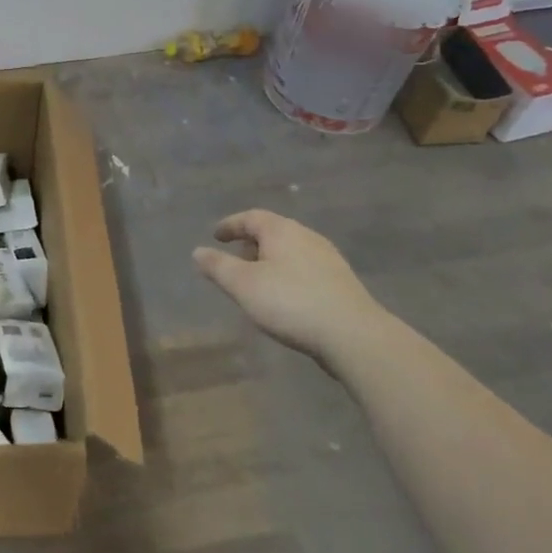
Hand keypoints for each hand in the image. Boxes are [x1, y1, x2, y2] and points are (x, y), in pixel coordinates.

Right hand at [192, 209, 398, 368]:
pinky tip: (285, 298)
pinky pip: (305, 269)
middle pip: (273, 232)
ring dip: (270, 261)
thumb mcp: (243, 285)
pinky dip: (288, 275)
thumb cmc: (291, 302)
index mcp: (282, 230)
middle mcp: (307, 237)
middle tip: (234, 260)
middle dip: (251, 243)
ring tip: (257, 282)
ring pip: (291, 251)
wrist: (354, 335)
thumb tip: (198, 251)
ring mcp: (329, 259)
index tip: (216, 236)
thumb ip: (218, 266)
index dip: (231, 225)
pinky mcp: (341, 282)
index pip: (251, 217)